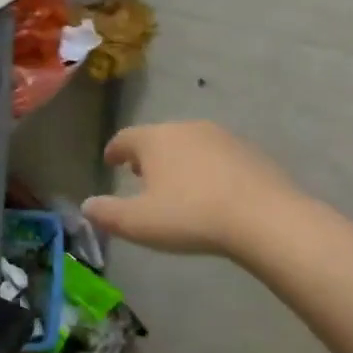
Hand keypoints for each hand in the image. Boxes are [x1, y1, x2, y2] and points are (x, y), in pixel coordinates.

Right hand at [83, 122, 300, 256]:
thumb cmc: (191, 216)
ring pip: (189, 144)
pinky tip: (211, 192)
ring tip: (176, 185)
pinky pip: (217, 157)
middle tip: (140, 175)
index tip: (110, 162)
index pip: (125, 138)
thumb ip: (107, 213)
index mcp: (155, 139)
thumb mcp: (139, 223)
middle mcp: (186, 128)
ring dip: (178, 160)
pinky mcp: (250, 152)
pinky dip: (207, 169)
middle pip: (158, 137)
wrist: (266, 218)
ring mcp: (222, 137)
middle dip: (147, 155)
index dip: (114, 150)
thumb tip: (87, 205)